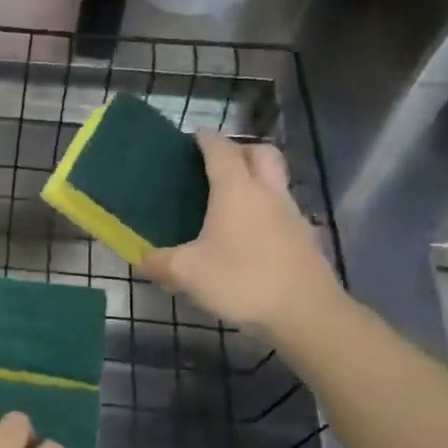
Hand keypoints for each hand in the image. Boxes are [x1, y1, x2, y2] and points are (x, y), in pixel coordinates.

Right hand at [141, 132, 342, 335]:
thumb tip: (144, 258)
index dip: (207, 139)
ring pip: (276, 181)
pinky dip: (265, 211)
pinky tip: (248, 235)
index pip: (221, 151)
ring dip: (256, 179)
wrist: (303, 312)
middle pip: (261, 153)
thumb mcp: (186, 273)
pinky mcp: (303, 238)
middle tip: (219, 163)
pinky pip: (282, 210)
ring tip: (231, 201)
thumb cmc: (240, 280)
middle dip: (241, 150)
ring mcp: (291, 214)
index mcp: (236, 191)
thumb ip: (160, 262)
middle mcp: (267, 193)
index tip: (195, 136)